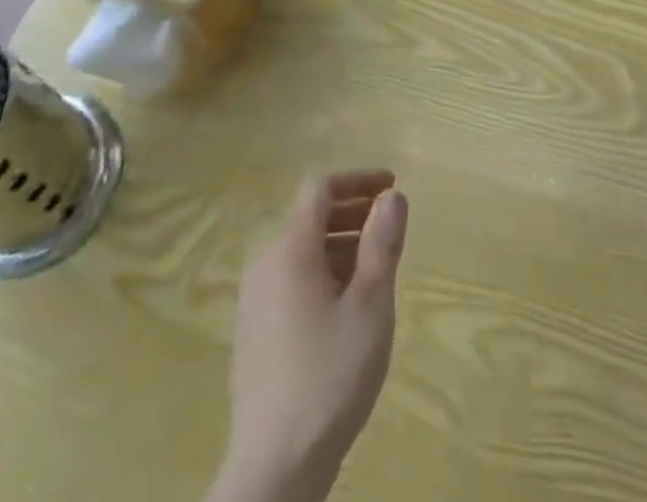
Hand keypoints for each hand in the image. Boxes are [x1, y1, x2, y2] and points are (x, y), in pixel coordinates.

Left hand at [211, 170, 408, 501]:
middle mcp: (265, 261)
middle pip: (310, 217)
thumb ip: (382, 244)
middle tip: (389, 223)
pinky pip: (291, 278)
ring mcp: (254, 297)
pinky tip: (345, 305)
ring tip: (376, 265)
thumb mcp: (370, 306)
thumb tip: (392, 196)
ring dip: (340, 243)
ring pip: (302, 250)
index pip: (321, 188)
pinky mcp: (254, 329)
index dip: (358, 179)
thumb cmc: (329, 376)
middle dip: (352, 211)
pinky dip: (322, 271)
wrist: (273, 467)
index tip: (392, 185)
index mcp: (290, 248)